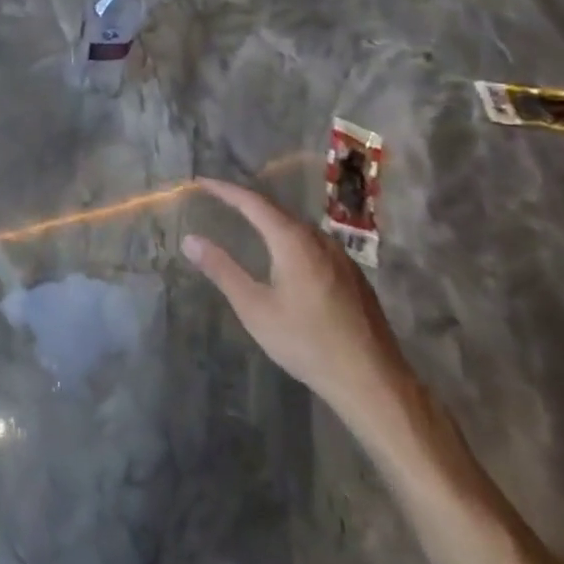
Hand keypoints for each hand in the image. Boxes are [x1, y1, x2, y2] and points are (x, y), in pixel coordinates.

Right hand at [183, 178, 414, 433]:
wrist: (374, 381)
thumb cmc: (307, 343)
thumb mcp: (255, 309)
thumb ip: (222, 270)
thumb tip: (190, 240)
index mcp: (293, 241)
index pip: (252, 202)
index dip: (225, 189)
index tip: (201, 182)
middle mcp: (319, 239)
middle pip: (277, 210)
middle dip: (246, 201)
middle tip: (219, 199)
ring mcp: (341, 257)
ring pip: (298, 227)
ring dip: (270, 220)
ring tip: (247, 222)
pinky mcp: (353, 275)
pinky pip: (313, 243)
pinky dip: (289, 237)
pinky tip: (285, 256)